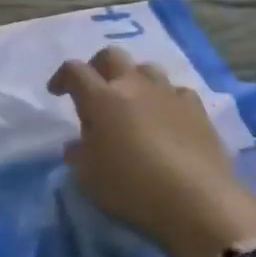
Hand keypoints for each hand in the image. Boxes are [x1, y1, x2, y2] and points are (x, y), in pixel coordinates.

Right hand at [49, 47, 255, 256]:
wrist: (198, 201)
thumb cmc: (131, 187)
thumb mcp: (89, 177)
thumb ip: (79, 155)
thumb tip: (77, 145)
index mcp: (100, 98)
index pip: (74, 71)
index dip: (62, 77)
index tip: (57, 92)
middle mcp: (133, 86)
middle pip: (112, 56)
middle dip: (98, 66)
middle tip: (94, 88)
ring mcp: (168, 94)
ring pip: (147, 69)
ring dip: (134, 80)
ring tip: (132, 102)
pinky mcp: (198, 110)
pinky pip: (176, 92)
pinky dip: (166, 99)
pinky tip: (166, 118)